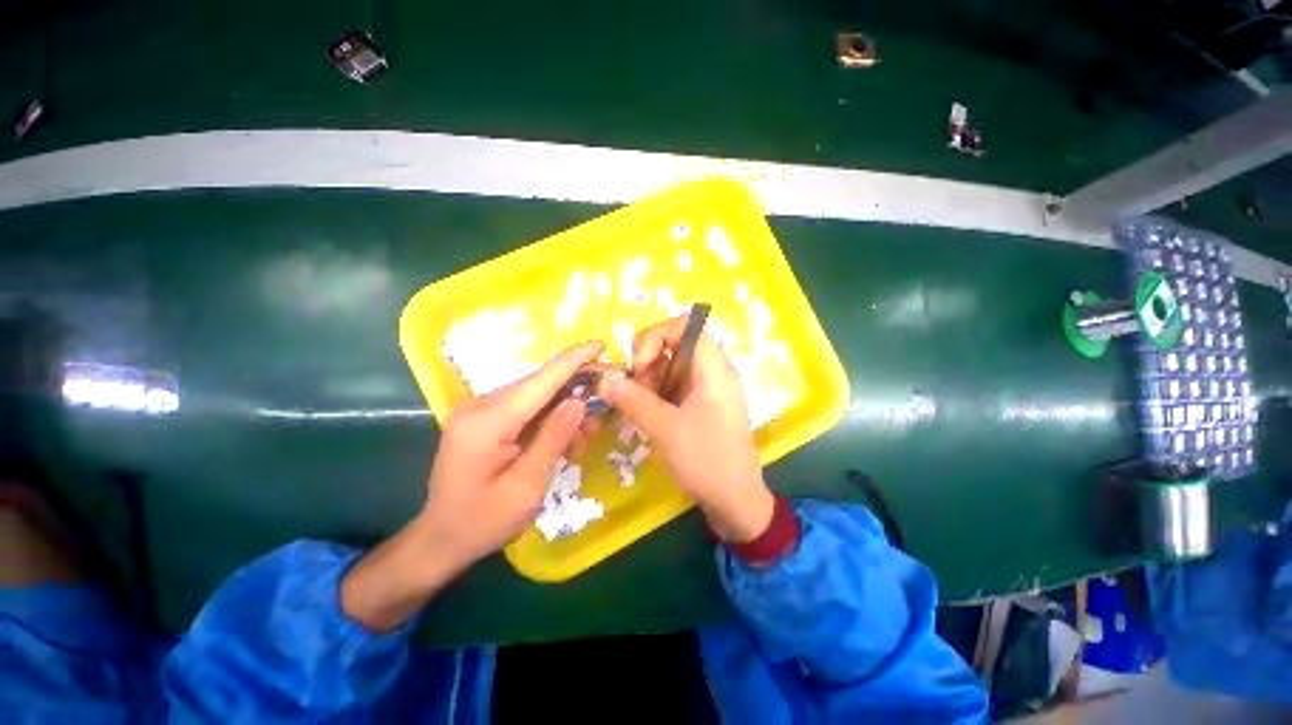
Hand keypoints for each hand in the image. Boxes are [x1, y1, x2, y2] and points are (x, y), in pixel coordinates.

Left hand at [342, 341, 602, 629]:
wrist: (440, 540)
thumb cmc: (483, 521)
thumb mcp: (527, 486)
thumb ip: (553, 438)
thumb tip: (579, 401)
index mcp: (487, 421)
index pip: (540, 379)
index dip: (574, 359)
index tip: (601, 344)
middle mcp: (480, 406)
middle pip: (539, 384)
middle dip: (575, 392)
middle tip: (602, 412)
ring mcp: (479, 411)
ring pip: (536, 396)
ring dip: (564, 410)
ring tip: (583, 439)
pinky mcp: (484, 419)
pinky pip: (525, 409)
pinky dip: (548, 419)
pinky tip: (563, 440)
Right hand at [596, 317, 774, 542]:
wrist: (737, 502)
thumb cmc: (707, 461)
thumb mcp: (666, 429)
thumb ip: (633, 400)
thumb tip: (603, 380)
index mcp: (712, 367)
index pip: (684, 325)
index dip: (656, 336)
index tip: (640, 365)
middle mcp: (712, 371)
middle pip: (674, 345)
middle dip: (647, 363)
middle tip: (635, 391)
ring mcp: (708, 389)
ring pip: (671, 367)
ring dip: (649, 381)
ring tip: (640, 406)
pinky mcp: (702, 405)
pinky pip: (675, 386)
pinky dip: (657, 394)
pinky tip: (647, 414)